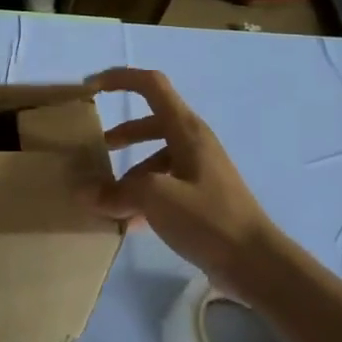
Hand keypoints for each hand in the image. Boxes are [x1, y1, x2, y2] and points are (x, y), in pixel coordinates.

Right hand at [87, 67, 283, 288]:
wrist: (255, 263)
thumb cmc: (208, 218)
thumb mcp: (156, 198)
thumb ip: (116, 191)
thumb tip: (86, 193)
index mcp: (186, 131)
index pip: (152, 86)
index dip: (120, 79)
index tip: (91, 89)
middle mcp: (193, 144)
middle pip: (150, 124)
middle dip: (121, 134)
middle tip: (95, 151)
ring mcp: (198, 172)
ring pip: (155, 160)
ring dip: (128, 173)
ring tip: (105, 198)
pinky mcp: (200, 199)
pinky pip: (163, 187)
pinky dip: (142, 197)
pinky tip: (125, 222)